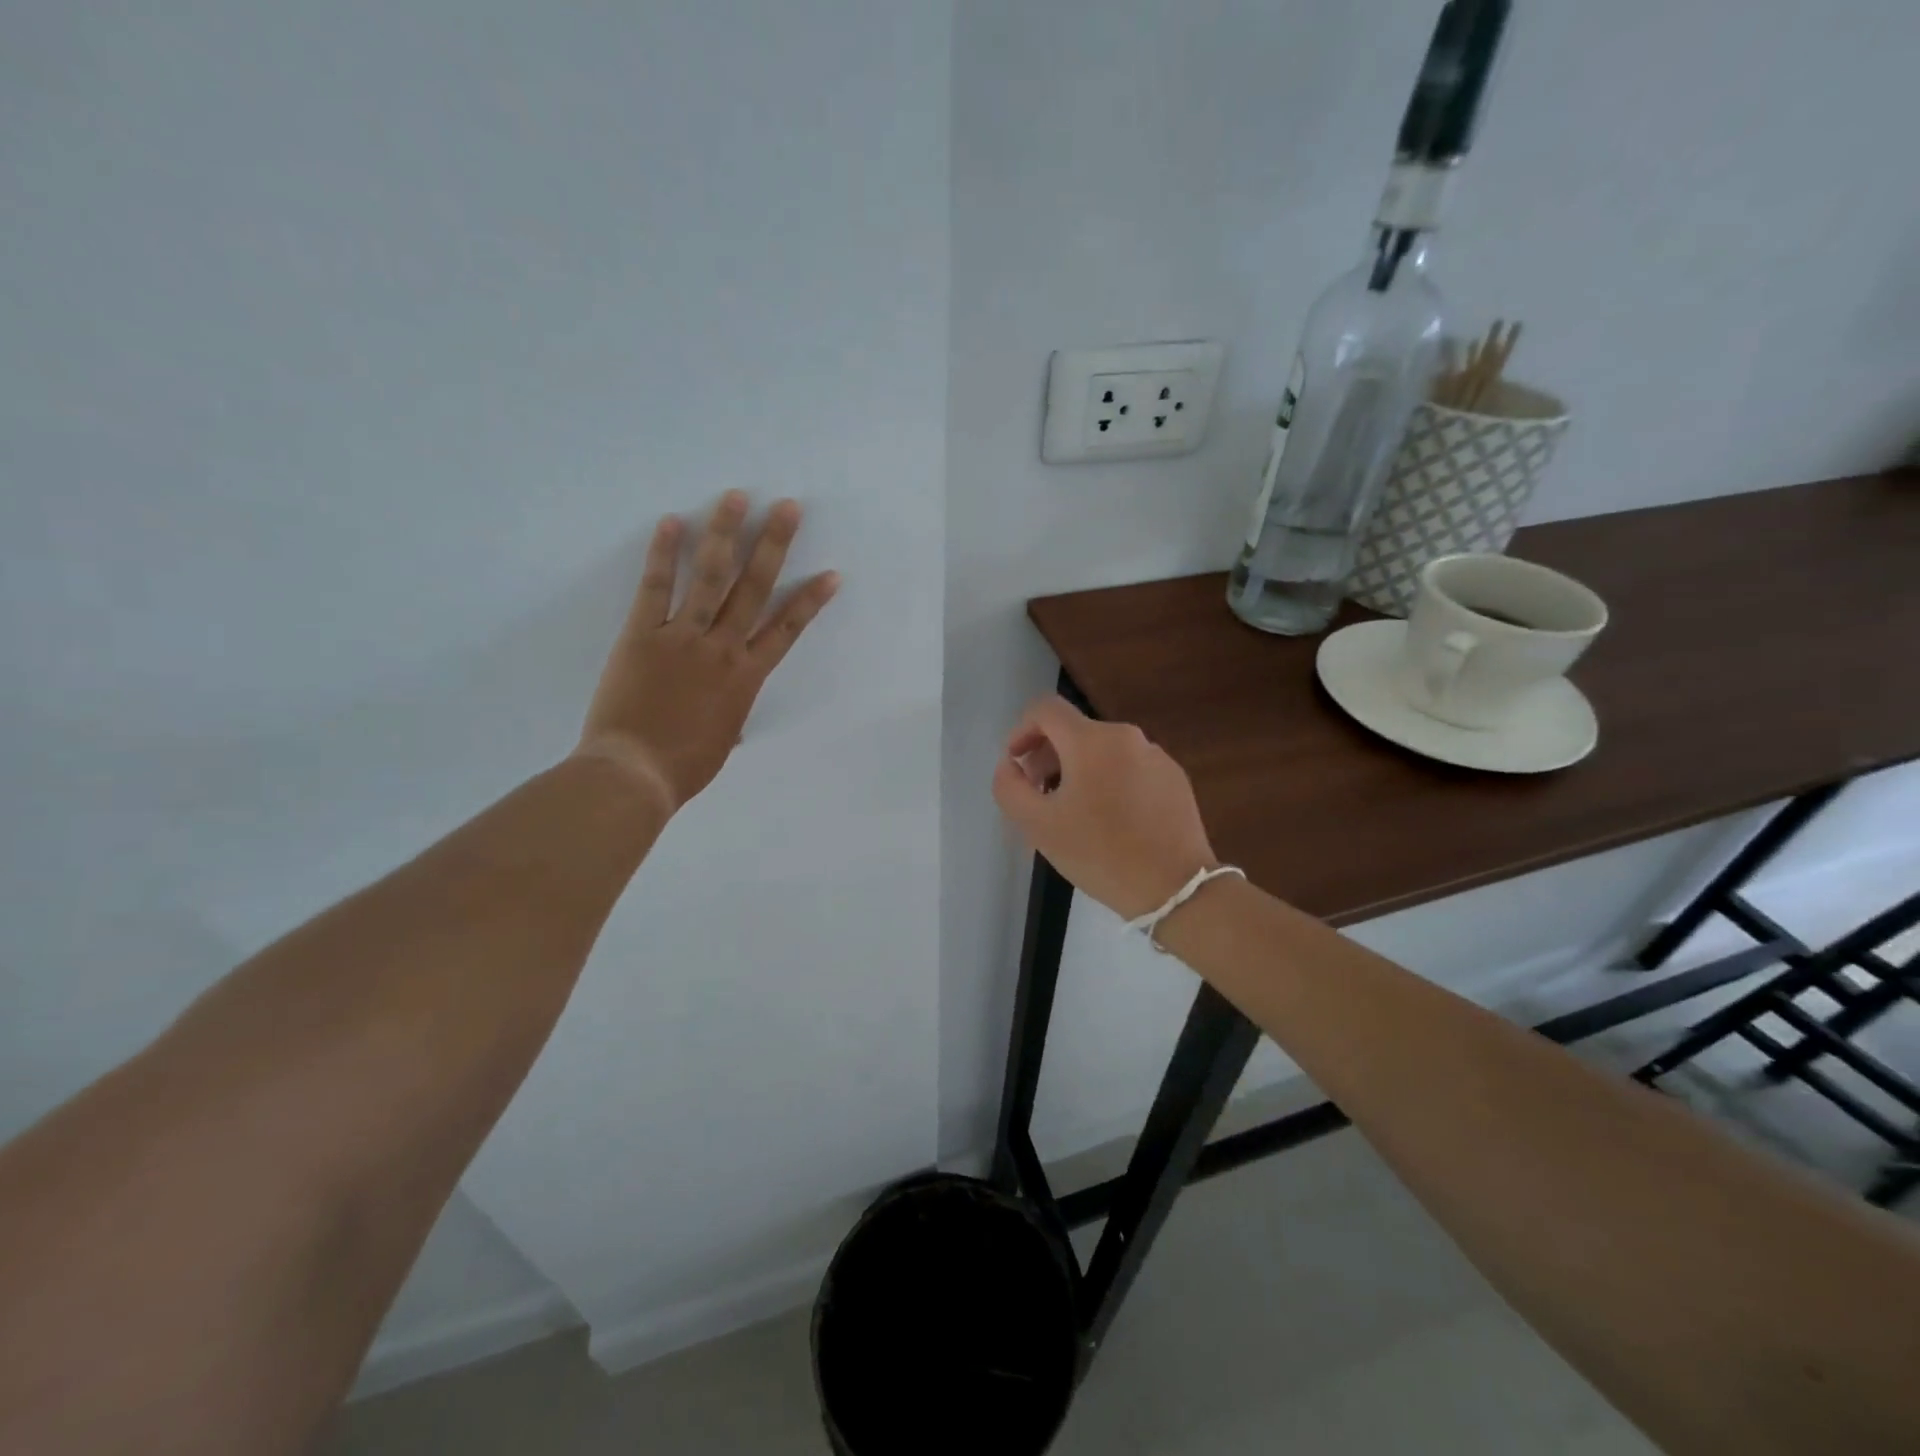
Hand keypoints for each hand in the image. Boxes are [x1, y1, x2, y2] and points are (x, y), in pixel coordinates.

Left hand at [575, 491, 838, 813]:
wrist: (634, 773)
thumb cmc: (683, 767)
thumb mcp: (721, 743)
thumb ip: (730, 718)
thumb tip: (732, 719)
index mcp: (746, 678)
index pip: (787, 630)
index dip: (810, 600)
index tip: (831, 573)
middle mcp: (722, 649)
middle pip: (754, 589)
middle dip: (774, 545)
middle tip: (789, 508)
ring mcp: (683, 638)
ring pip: (711, 578)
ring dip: (726, 535)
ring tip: (737, 498)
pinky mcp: (642, 635)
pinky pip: (656, 589)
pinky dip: (664, 555)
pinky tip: (673, 522)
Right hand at [992, 695, 1218, 920]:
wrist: (1176, 888)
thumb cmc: (1100, 853)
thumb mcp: (1038, 826)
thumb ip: (1010, 788)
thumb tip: (1010, 765)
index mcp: (1091, 741)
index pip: (1046, 710)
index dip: (1022, 730)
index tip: (1016, 764)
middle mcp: (1126, 737)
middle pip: (1075, 731)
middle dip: (1047, 756)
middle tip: (1039, 796)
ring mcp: (1156, 756)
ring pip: (1103, 751)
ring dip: (1078, 771)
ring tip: (1073, 813)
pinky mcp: (1175, 778)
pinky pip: (1129, 768)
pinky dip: (1109, 782)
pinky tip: (1110, 821)